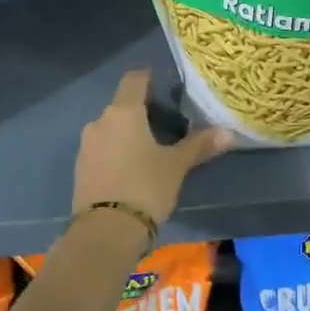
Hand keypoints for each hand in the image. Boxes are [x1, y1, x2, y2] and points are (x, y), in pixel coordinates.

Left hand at [74, 71, 233, 226]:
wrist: (105, 232)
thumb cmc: (145, 187)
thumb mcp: (176, 166)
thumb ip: (199, 145)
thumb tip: (229, 132)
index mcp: (124, 112)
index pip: (135, 79)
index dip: (150, 78)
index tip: (168, 86)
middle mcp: (100, 121)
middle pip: (123, 104)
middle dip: (143, 110)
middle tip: (168, 123)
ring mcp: (86, 145)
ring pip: (111, 128)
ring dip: (129, 132)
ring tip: (152, 147)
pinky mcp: (80, 168)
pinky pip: (102, 149)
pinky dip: (117, 151)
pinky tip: (133, 168)